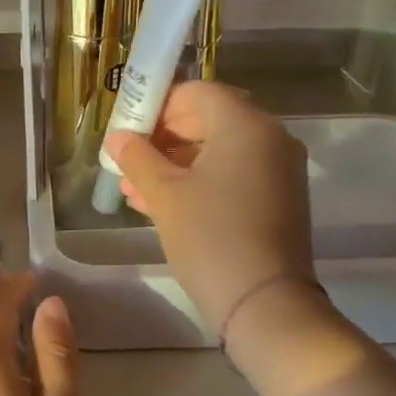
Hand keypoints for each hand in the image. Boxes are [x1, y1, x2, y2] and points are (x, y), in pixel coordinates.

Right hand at [104, 81, 314, 332]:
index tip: (128, 128)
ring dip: (175, 163)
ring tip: (133, 188)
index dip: (158, 104)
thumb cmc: (210, 237)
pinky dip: (200, 181)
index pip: (198, 92)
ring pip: (219, 151)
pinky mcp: (279, 200)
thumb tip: (117, 138)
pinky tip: (161, 204)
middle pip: (210, 119)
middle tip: (128, 159)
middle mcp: (270, 138)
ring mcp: (278, 170)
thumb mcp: (164, 195)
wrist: (265, 304)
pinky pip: (233, 175)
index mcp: (246, 125)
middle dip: (164, 137)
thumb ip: (137, 158)